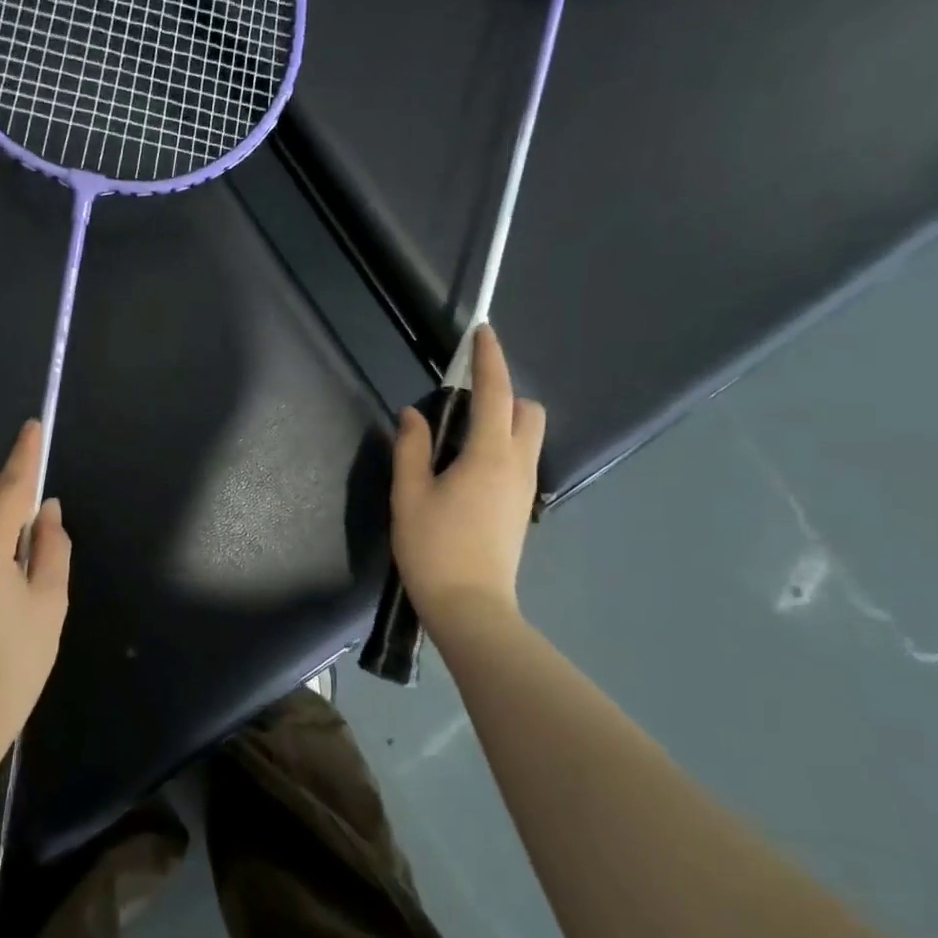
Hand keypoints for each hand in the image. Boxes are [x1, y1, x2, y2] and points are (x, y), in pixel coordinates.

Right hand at [391, 325, 545, 625]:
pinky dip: (501, 444)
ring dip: (502, 419)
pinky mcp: (521, 507)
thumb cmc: (434, 548)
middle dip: (503, 392)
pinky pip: (519, 458)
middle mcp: (517, 464)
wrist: (470, 606)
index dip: (489, 359)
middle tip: (463, 402)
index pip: (494, 393)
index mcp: (488, 455)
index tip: (483, 332)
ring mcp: (525, 487)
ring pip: (527, 435)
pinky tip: (467, 467)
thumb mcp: (410, 495)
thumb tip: (413, 415)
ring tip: (459, 436)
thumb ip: (412, 449)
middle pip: (526, 410)